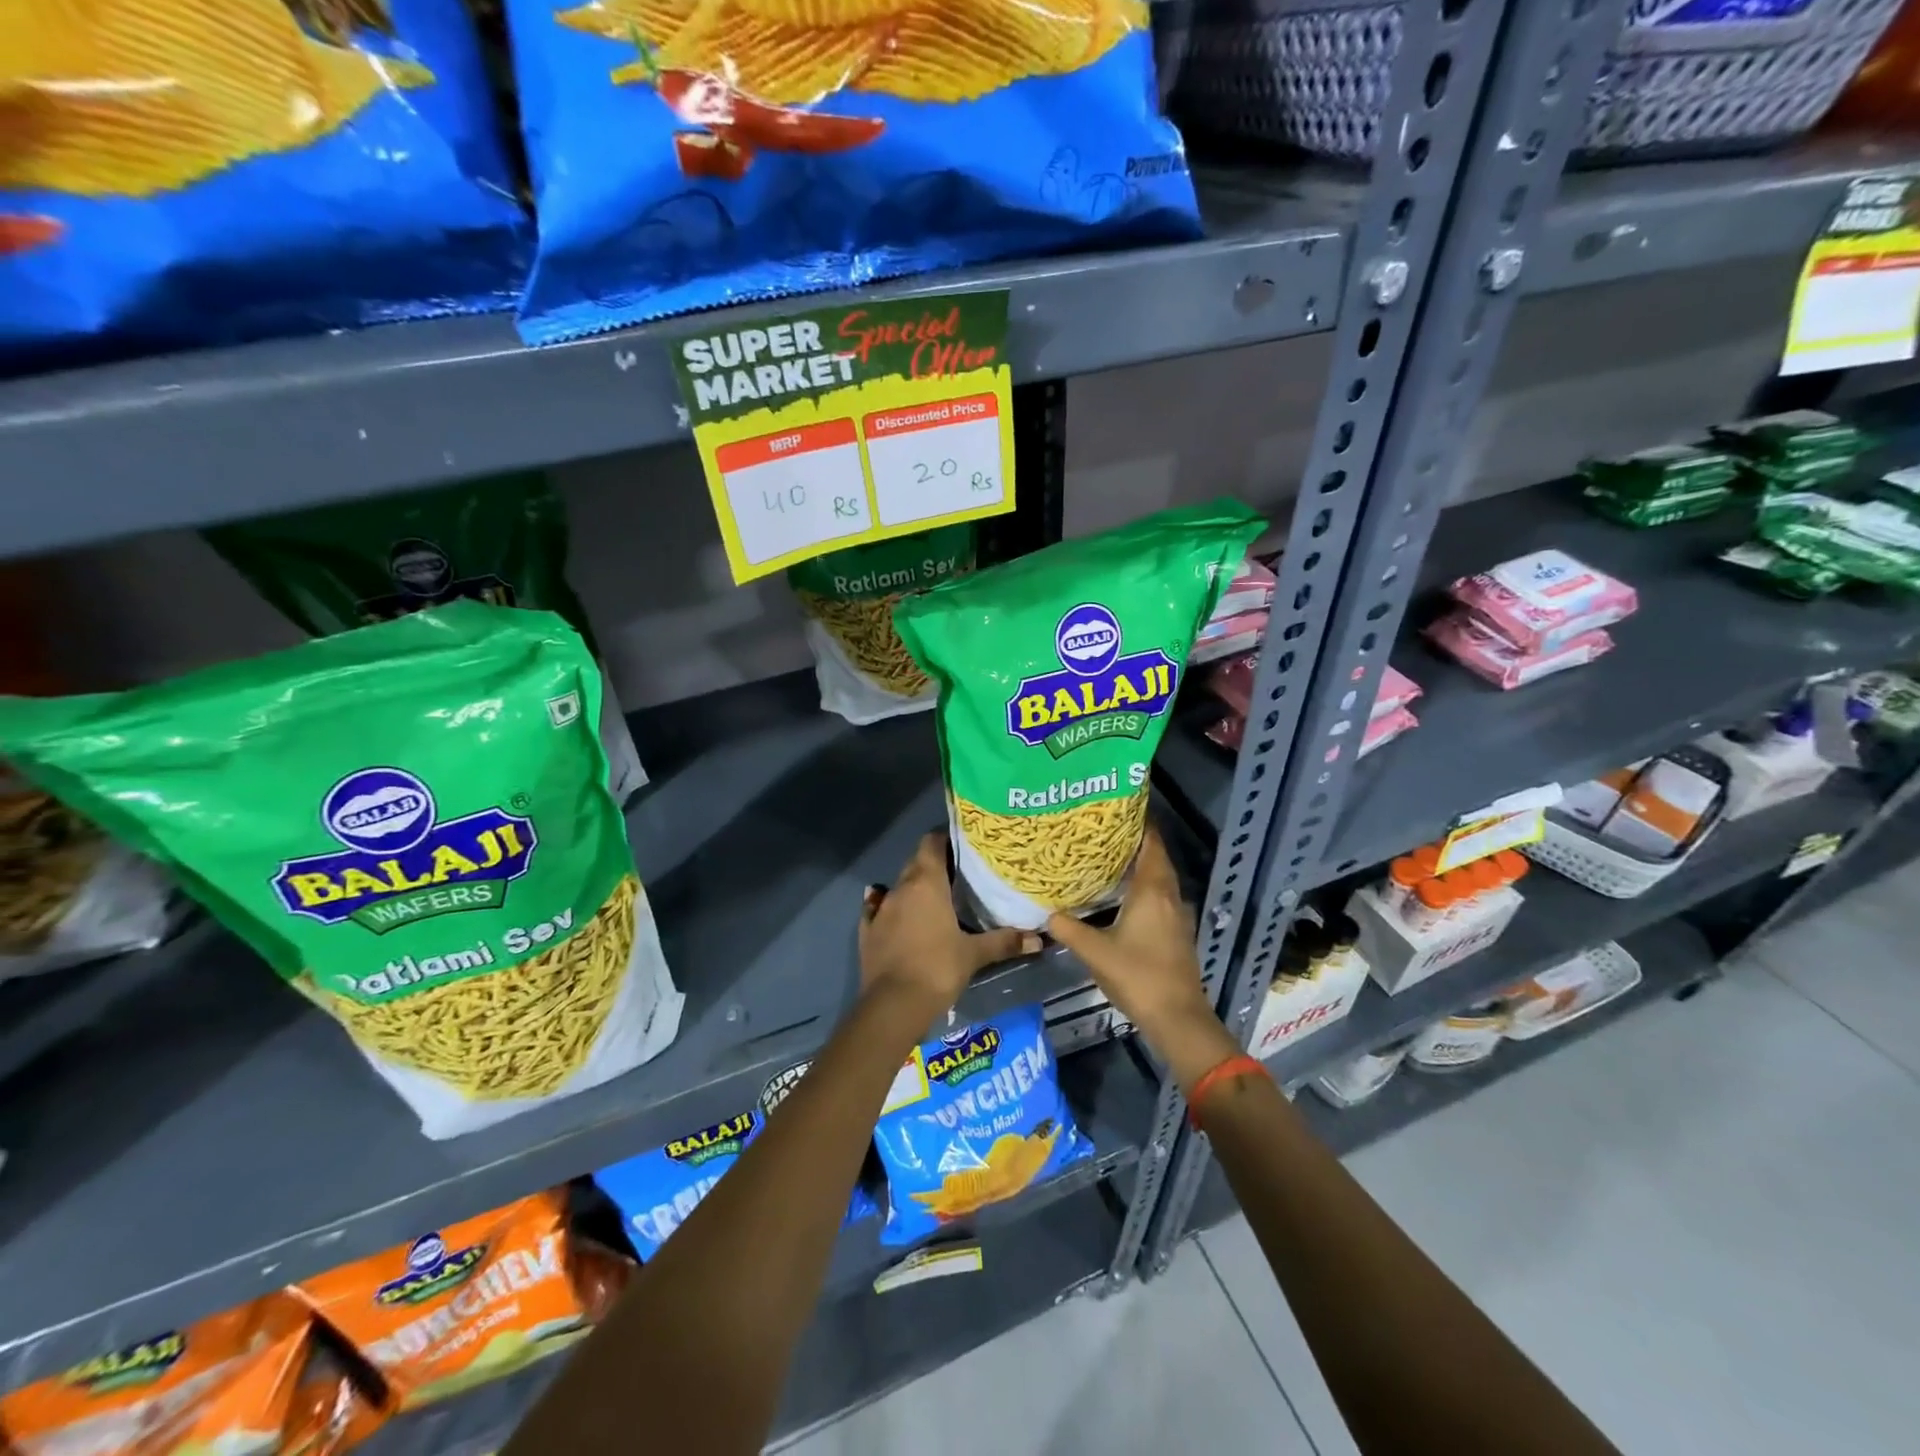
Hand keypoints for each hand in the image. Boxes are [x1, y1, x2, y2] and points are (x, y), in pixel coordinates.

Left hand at [859, 833, 1039, 1024]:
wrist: (893, 1005)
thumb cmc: (938, 969)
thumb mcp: (974, 955)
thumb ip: (1004, 942)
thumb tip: (1039, 938)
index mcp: (926, 883)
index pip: (931, 843)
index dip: (945, 839)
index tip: (963, 846)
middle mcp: (901, 888)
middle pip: (916, 862)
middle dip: (934, 863)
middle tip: (958, 874)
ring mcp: (881, 909)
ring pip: (899, 886)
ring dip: (914, 888)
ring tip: (936, 898)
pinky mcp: (867, 931)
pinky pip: (877, 909)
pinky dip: (887, 907)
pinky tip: (895, 913)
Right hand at [1045, 825, 1215, 1045]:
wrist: (1177, 1017)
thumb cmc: (1138, 976)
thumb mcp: (1095, 952)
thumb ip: (1069, 930)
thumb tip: (1047, 914)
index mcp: (1152, 891)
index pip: (1151, 844)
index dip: (1139, 823)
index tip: (1118, 808)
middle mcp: (1168, 896)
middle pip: (1156, 858)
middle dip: (1135, 842)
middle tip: (1104, 832)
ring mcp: (1176, 915)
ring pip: (1160, 879)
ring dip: (1140, 866)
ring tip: (1109, 858)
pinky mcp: (1176, 932)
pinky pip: (1160, 897)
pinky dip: (1144, 887)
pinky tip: (1123, 895)